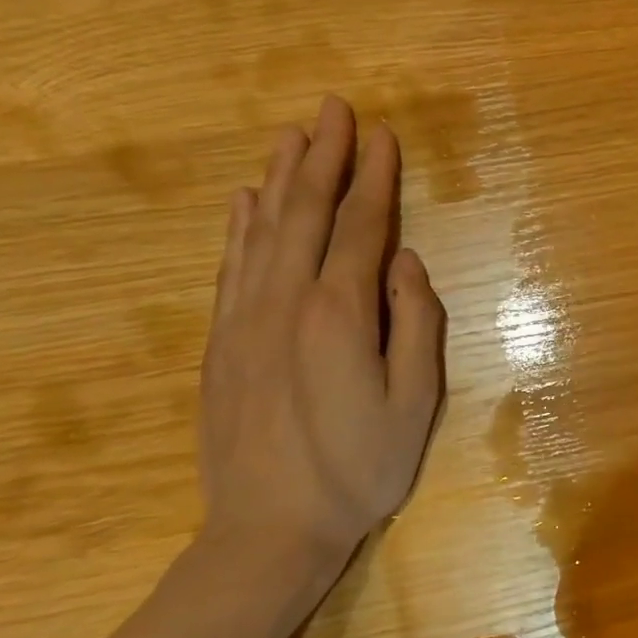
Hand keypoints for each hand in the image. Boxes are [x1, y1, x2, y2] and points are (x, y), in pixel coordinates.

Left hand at [196, 96, 444, 612]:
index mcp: (339, 314)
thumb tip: (405, 262)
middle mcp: (286, 302)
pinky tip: (245, 199)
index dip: (374, 178)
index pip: (360, 227)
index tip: (382, 134)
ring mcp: (246, 319)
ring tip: (292, 134)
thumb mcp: (415, 403)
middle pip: (306, 213)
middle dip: (324, 156)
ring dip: (280, 177)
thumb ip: (415, 323)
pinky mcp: (222, 341)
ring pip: (263, 230)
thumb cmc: (360, 469)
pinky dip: (240, 226)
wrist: (269, 529)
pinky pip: (231, 266)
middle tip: (334, 108)